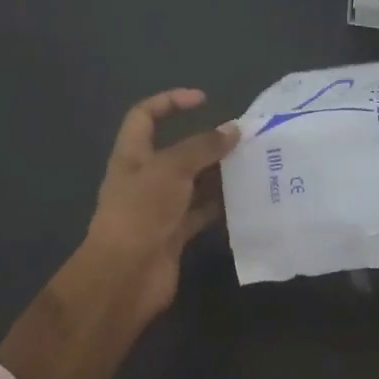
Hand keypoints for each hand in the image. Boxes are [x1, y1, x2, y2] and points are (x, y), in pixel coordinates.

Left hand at [83, 88, 237, 318]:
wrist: (125, 278)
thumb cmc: (141, 212)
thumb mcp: (171, 169)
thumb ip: (203, 147)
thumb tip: (233, 130)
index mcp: (133, 155)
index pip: (146, 116)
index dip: (170, 101)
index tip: (203, 100)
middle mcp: (145, 178)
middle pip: (178, 150)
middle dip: (208, 142)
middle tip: (243, 139)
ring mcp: (160, 208)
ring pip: (194, 182)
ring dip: (219, 174)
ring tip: (253, 165)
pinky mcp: (175, 234)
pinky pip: (202, 212)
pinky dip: (221, 205)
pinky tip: (246, 198)